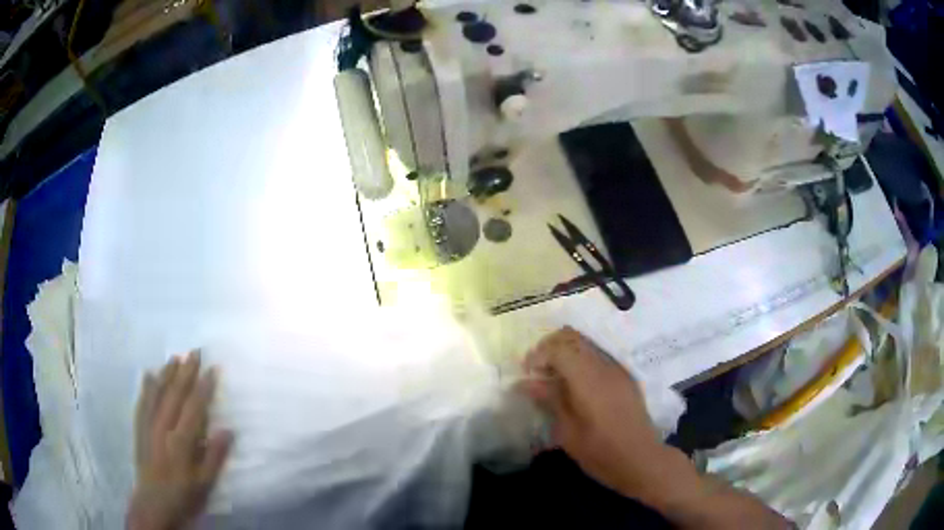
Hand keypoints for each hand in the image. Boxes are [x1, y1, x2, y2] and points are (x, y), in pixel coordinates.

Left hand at [127, 351, 232, 529]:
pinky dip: (146, 387)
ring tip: (175, 357)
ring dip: (166, 373)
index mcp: (181, 440)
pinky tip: (149, 375)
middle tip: (195, 352)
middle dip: (186, 371)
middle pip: (175, 393)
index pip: (194, 407)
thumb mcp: (205, 483)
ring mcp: (148, 425)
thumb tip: (227, 429)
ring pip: (157, 393)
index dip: (204, 387)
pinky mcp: (139, 428)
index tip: (213, 369)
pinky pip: (142, 402)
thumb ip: (215, 456)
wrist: (154, 503)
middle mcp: (163, 427)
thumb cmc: (184, 495)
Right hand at [520, 326, 669, 502]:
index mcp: (588, 378)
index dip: (538, 355)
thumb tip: (527, 382)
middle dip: (550, 347)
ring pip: (586, 344)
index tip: (528, 374)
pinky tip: (575, 385)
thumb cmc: (600, 451)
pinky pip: (598, 356)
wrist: (640, 459)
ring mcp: (617, 369)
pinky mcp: (624, 377)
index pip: (559, 347)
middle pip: (573, 337)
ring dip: (565, 353)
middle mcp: (604, 366)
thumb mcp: (567, 431)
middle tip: (538, 371)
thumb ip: (550, 400)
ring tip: (554, 377)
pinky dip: (580, 361)